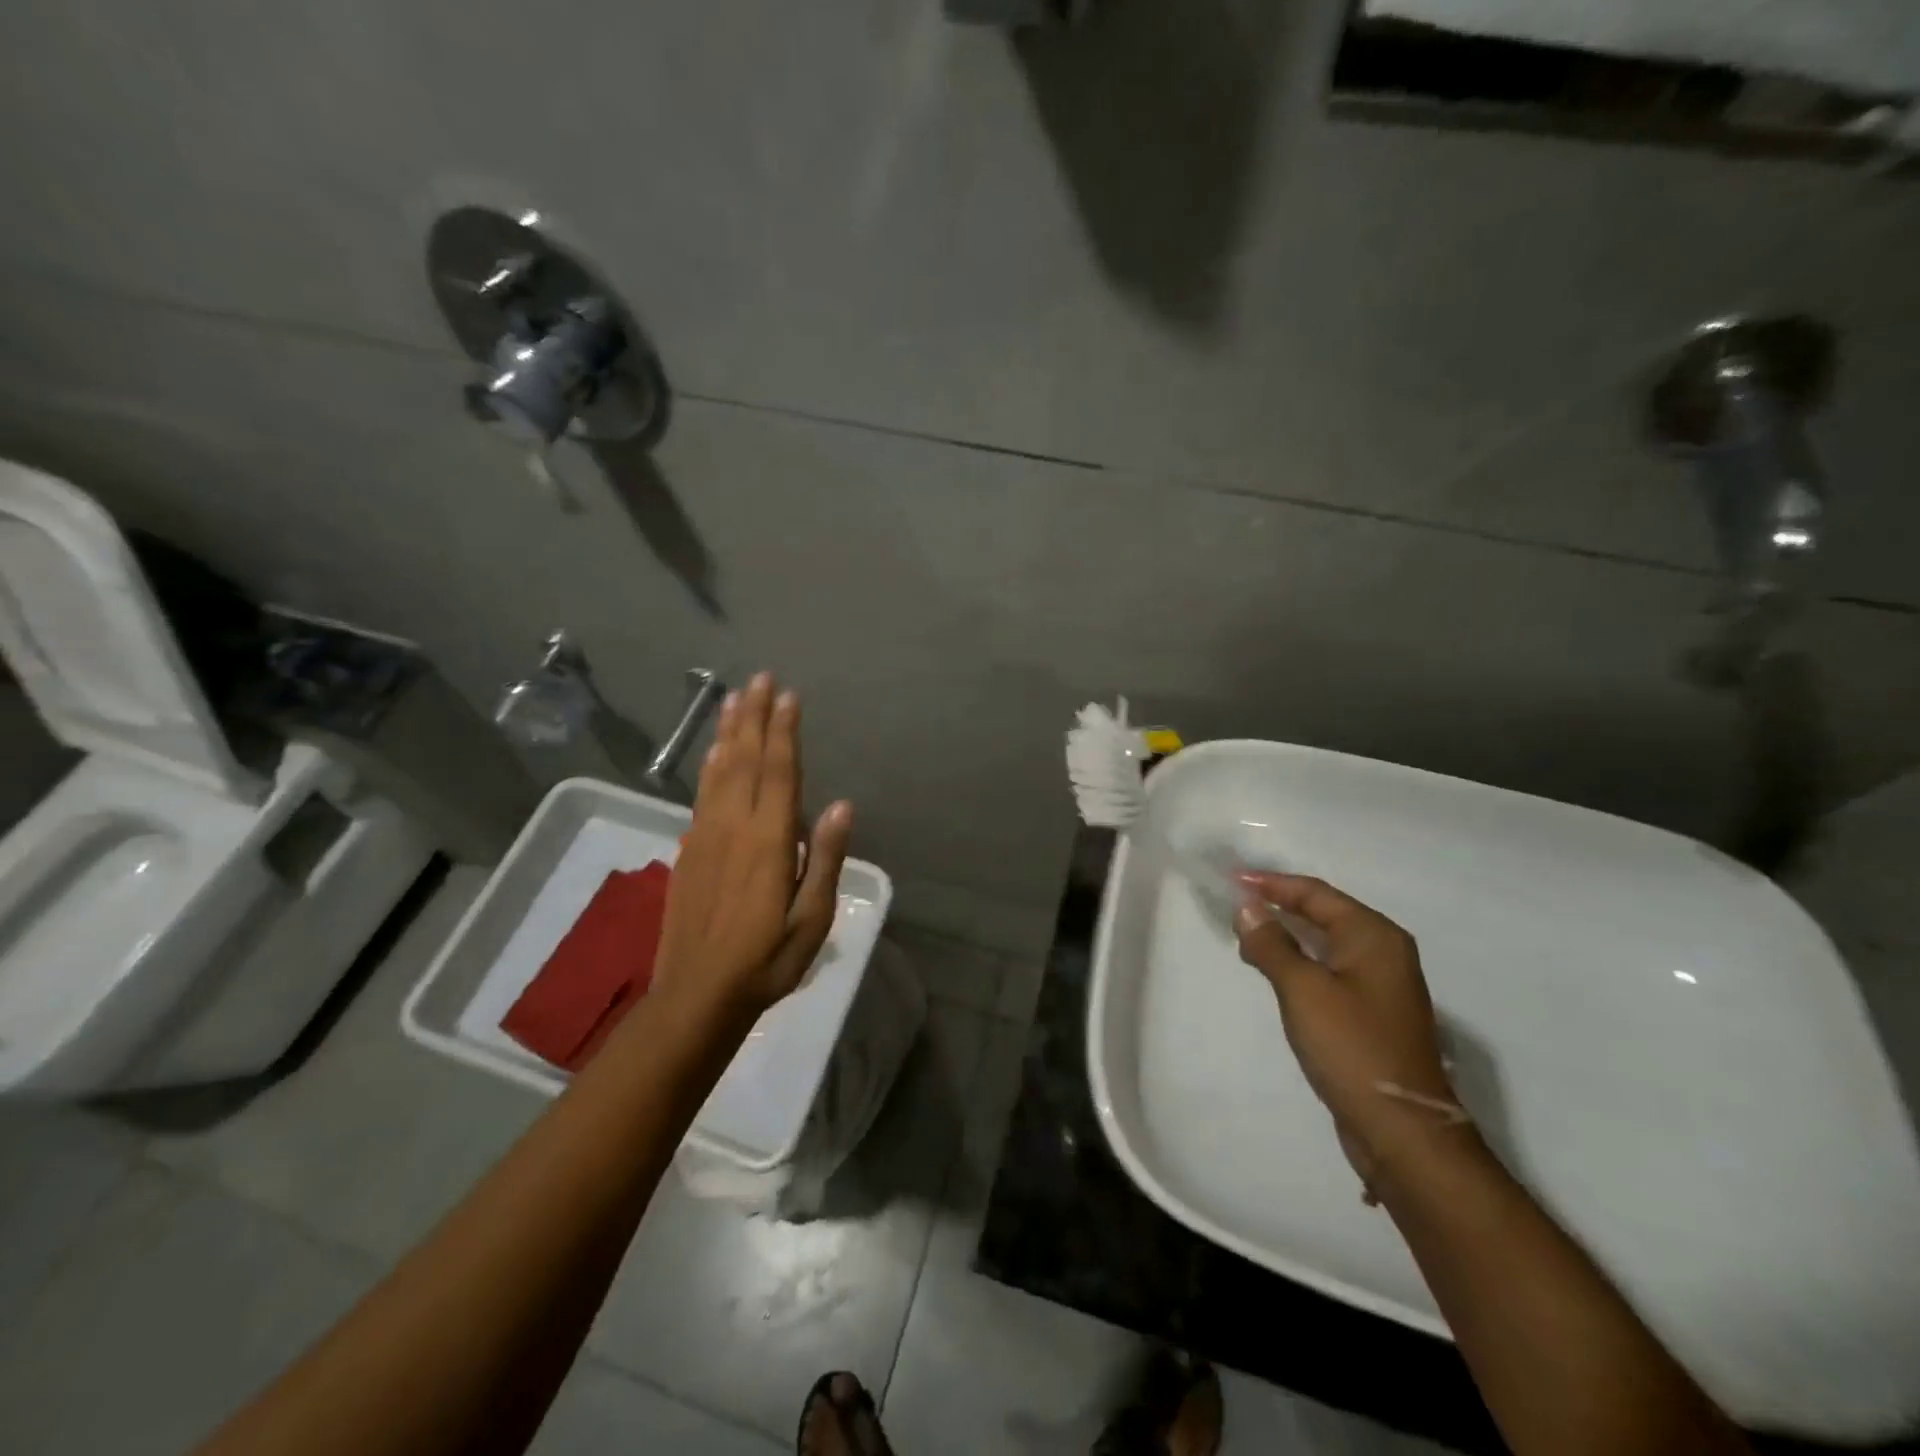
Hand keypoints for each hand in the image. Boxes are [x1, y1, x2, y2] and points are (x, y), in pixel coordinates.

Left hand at [652, 672, 852, 1016]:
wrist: (696, 996)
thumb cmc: (767, 961)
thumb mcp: (812, 919)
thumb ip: (826, 859)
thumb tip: (842, 806)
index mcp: (770, 841)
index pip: (779, 773)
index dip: (785, 731)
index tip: (789, 695)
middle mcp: (734, 827)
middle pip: (746, 760)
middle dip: (755, 717)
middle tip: (761, 678)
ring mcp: (706, 836)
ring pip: (719, 771)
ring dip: (729, 732)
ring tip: (734, 698)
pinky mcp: (689, 851)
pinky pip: (702, 794)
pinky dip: (710, 765)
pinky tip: (715, 753)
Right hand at [1235, 873, 1458, 1192]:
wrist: (1401, 1128)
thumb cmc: (1352, 1047)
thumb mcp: (1302, 989)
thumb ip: (1272, 944)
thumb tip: (1246, 908)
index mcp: (1374, 936)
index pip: (1315, 893)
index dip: (1271, 884)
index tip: (1231, 880)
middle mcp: (1383, 951)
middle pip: (1323, 913)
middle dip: (1278, 905)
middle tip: (1235, 903)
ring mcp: (1380, 983)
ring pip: (1325, 942)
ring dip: (1287, 934)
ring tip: (1246, 933)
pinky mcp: (1371, 1011)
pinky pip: (1328, 968)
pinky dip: (1299, 960)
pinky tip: (1274, 969)